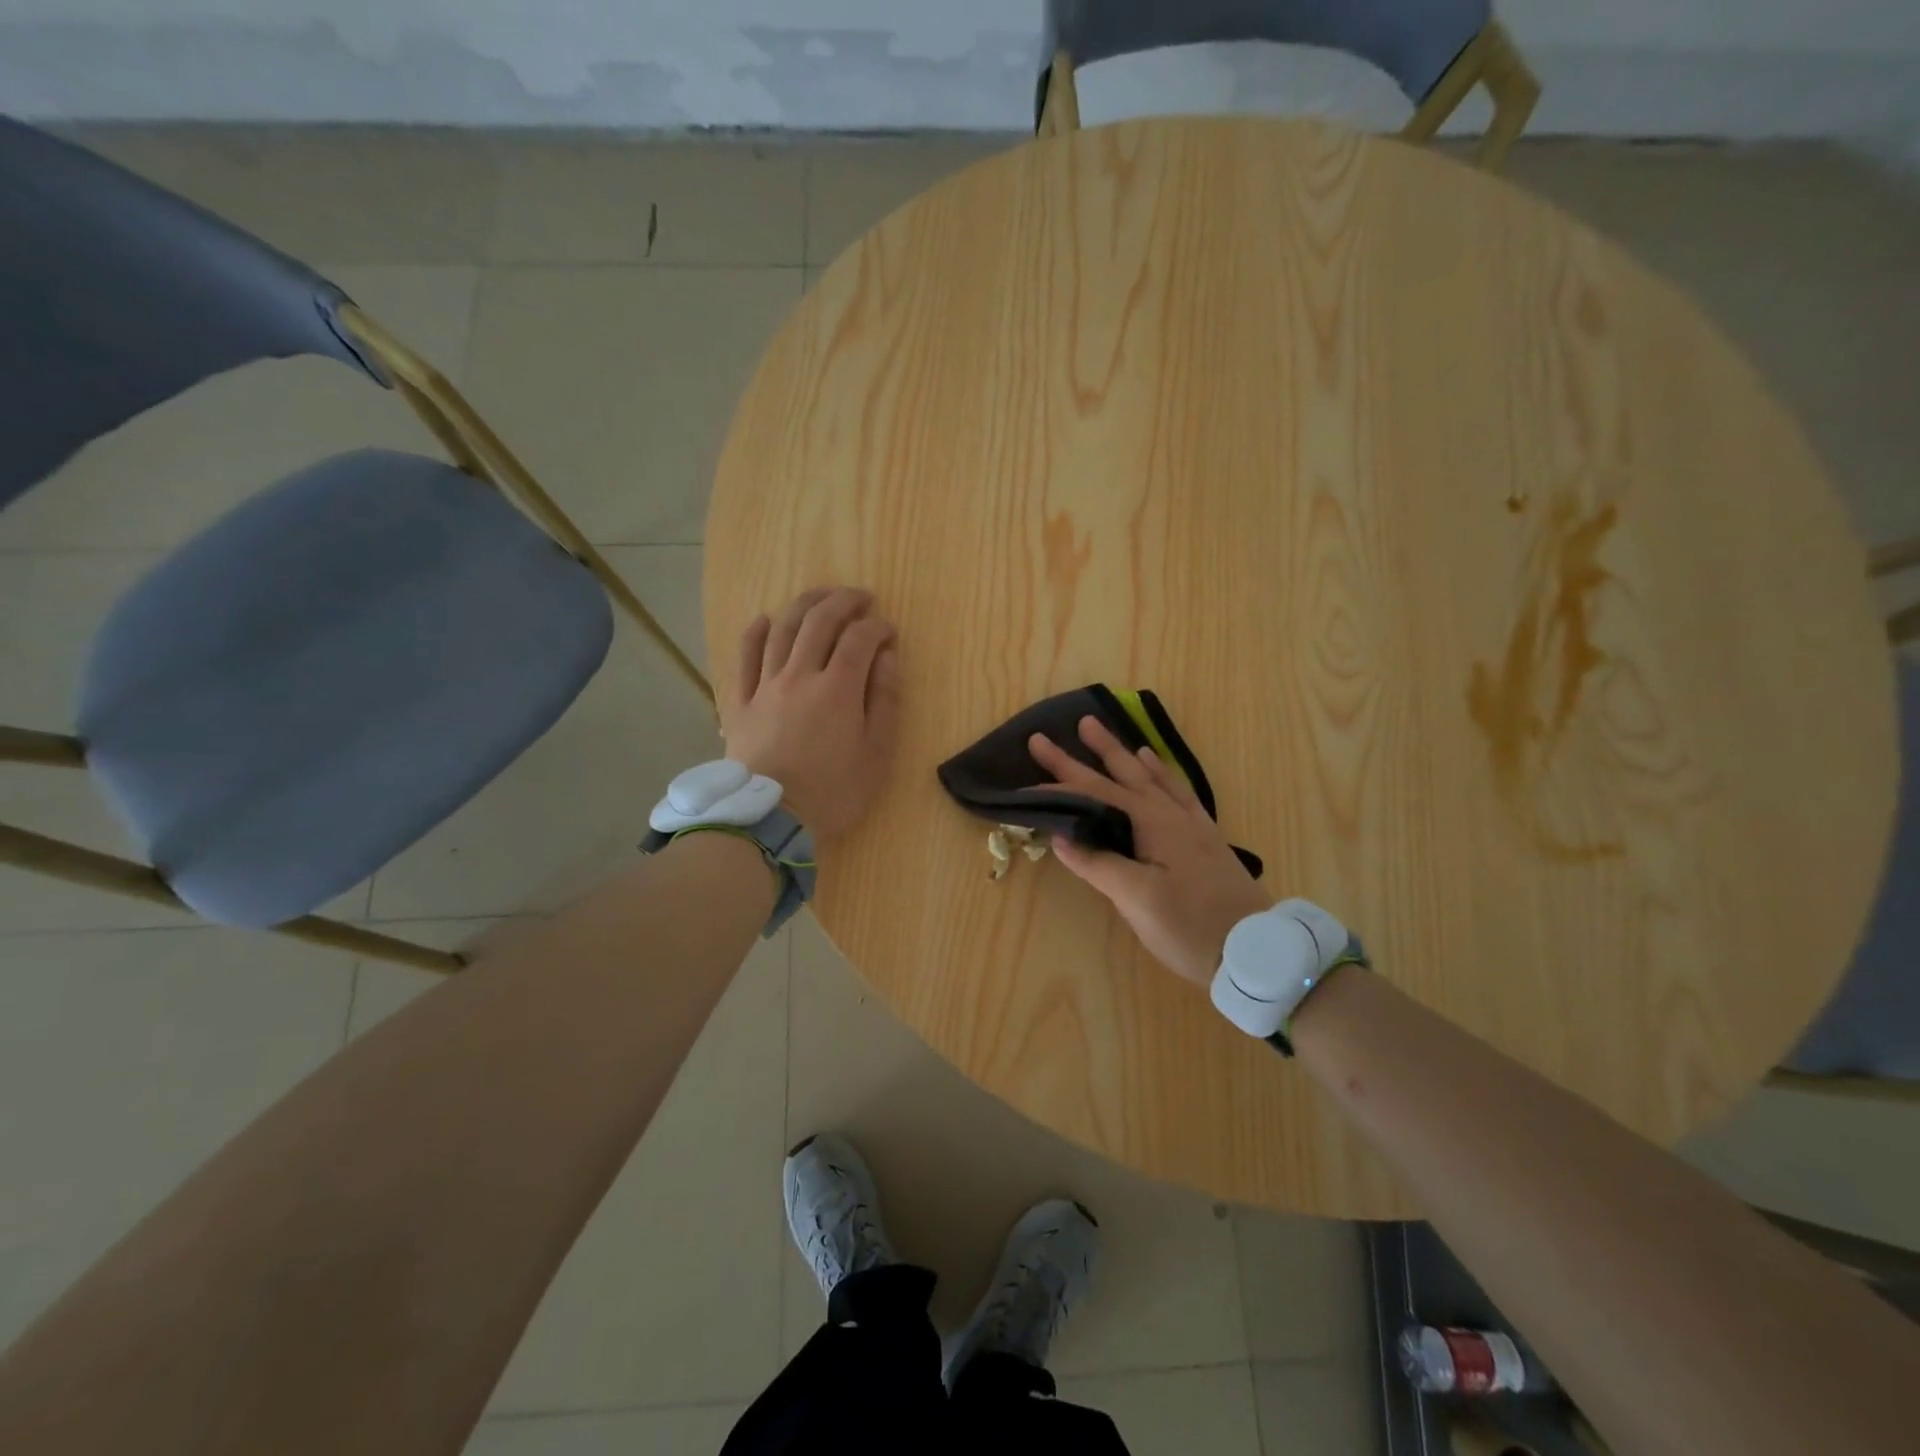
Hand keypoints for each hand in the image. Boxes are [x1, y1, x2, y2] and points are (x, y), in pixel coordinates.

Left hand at [724, 588, 900, 838]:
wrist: (770, 819)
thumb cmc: (833, 792)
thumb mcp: (876, 754)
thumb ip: (885, 701)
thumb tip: (888, 657)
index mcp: (838, 689)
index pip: (860, 639)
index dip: (877, 628)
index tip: (889, 632)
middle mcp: (800, 675)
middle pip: (819, 622)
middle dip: (843, 601)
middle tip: (860, 597)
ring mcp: (765, 686)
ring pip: (782, 630)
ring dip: (804, 604)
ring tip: (821, 595)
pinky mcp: (741, 702)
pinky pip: (745, 657)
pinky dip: (755, 632)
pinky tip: (765, 618)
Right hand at [1029, 717, 1270, 986]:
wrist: (1254, 951)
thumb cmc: (1189, 926)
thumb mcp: (1136, 899)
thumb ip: (1097, 863)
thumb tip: (1060, 836)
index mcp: (1150, 823)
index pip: (1094, 794)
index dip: (1059, 785)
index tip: (1026, 778)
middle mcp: (1169, 813)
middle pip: (1122, 774)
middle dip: (1091, 751)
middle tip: (1068, 726)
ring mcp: (1190, 824)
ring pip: (1150, 777)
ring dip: (1124, 754)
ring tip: (1105, 732)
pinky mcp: (1204, 838)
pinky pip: (1178, 791)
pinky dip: (1162, 773)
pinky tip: (1157, 766)